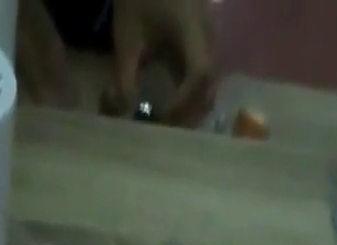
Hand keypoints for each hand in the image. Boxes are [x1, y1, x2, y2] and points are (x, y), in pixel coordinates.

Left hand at [112, 0, 214, 126]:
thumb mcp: (126, 41)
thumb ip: (125, 80)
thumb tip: (129, 114)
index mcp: (190, 27)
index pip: (199, 73)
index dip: (184, 100)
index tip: (163, 116)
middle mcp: (207, 29)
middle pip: (210, 80)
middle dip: (191, 108)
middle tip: (168, 126)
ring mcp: (209, 30)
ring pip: (211, 76)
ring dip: (193, 101)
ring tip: (171, 117)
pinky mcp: (204, 34)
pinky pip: (204, 68)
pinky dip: (193, 89)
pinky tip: (175, 100)